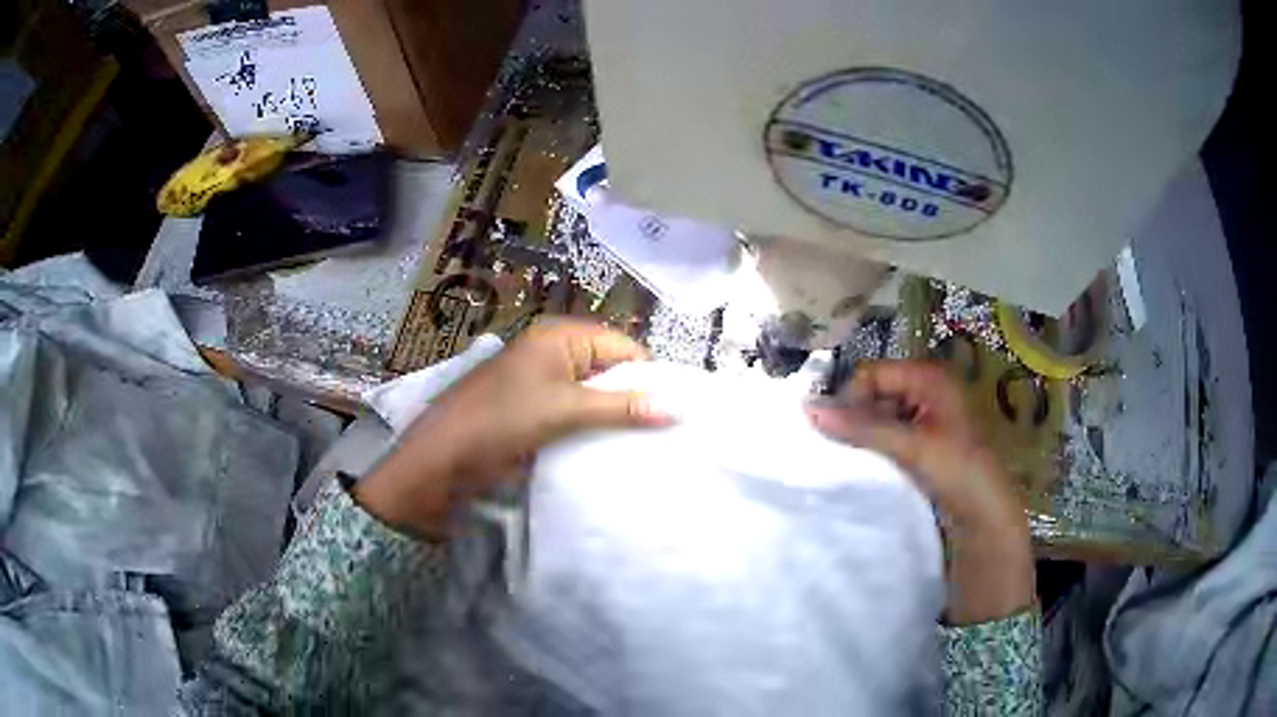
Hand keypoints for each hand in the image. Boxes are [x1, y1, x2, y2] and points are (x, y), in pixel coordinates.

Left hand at [354, 320, 670, 538]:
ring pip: (594, 397)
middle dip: (635, 398)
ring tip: (646, 447)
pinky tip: (612, 452)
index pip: (623, 346)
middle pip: (610, 370)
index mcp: (559, 338)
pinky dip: (593, 431)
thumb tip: (676, 408)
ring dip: (615, 419)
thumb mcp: (563, 410)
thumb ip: (620, 407)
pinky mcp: (534, 415)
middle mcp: (553, 354)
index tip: (675, 413)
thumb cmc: (498, 422)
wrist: (439, 463)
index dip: (649, 376)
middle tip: (665, 434)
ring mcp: (541, 386)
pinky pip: (575, 417)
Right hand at [804, 361, 1034, 624]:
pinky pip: (889, 433)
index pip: (873, 374)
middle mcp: (927, 387)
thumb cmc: (958, 471)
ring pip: (879, 415)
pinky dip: (875, 446)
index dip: (851, 398)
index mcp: (930, 376)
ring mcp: (926, 414)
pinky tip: (869, 465)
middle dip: (857, 417)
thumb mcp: (912, 447)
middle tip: (843, 449)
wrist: (985, 515)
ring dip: (864, 434)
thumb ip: (863, 427)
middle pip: (875, 392)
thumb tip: (808, 409)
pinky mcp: (923, 439)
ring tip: (856, 460)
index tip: (834, 431)